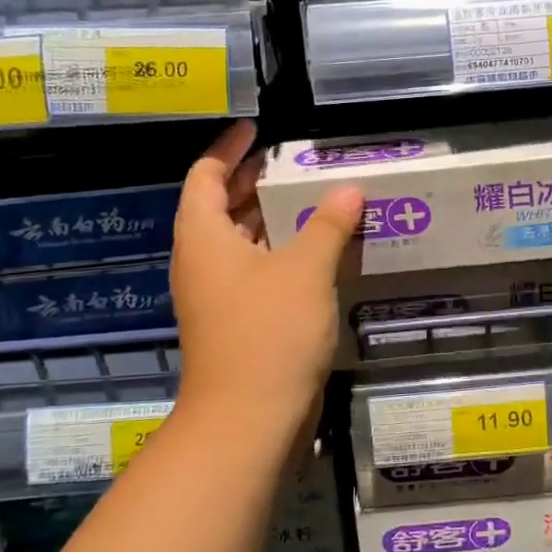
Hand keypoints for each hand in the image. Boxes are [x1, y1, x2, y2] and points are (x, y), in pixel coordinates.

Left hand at [170, 120, 363, 442]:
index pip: (205, 175)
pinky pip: (259, 270)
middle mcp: (204, 261)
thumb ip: (327, 224)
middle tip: (295, 161)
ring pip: (244, 240)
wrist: (249, 421)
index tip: (257, 130)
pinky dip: (283, 251)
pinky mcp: (240, 321)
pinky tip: (320, 249)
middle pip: (222, 206)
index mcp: (203, 237)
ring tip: (315, 196)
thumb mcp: (305, 270)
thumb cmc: (268, 333)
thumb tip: (348, 189)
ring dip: (274, 217)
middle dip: (255, 180)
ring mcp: (220, 294)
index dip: (229, 149)